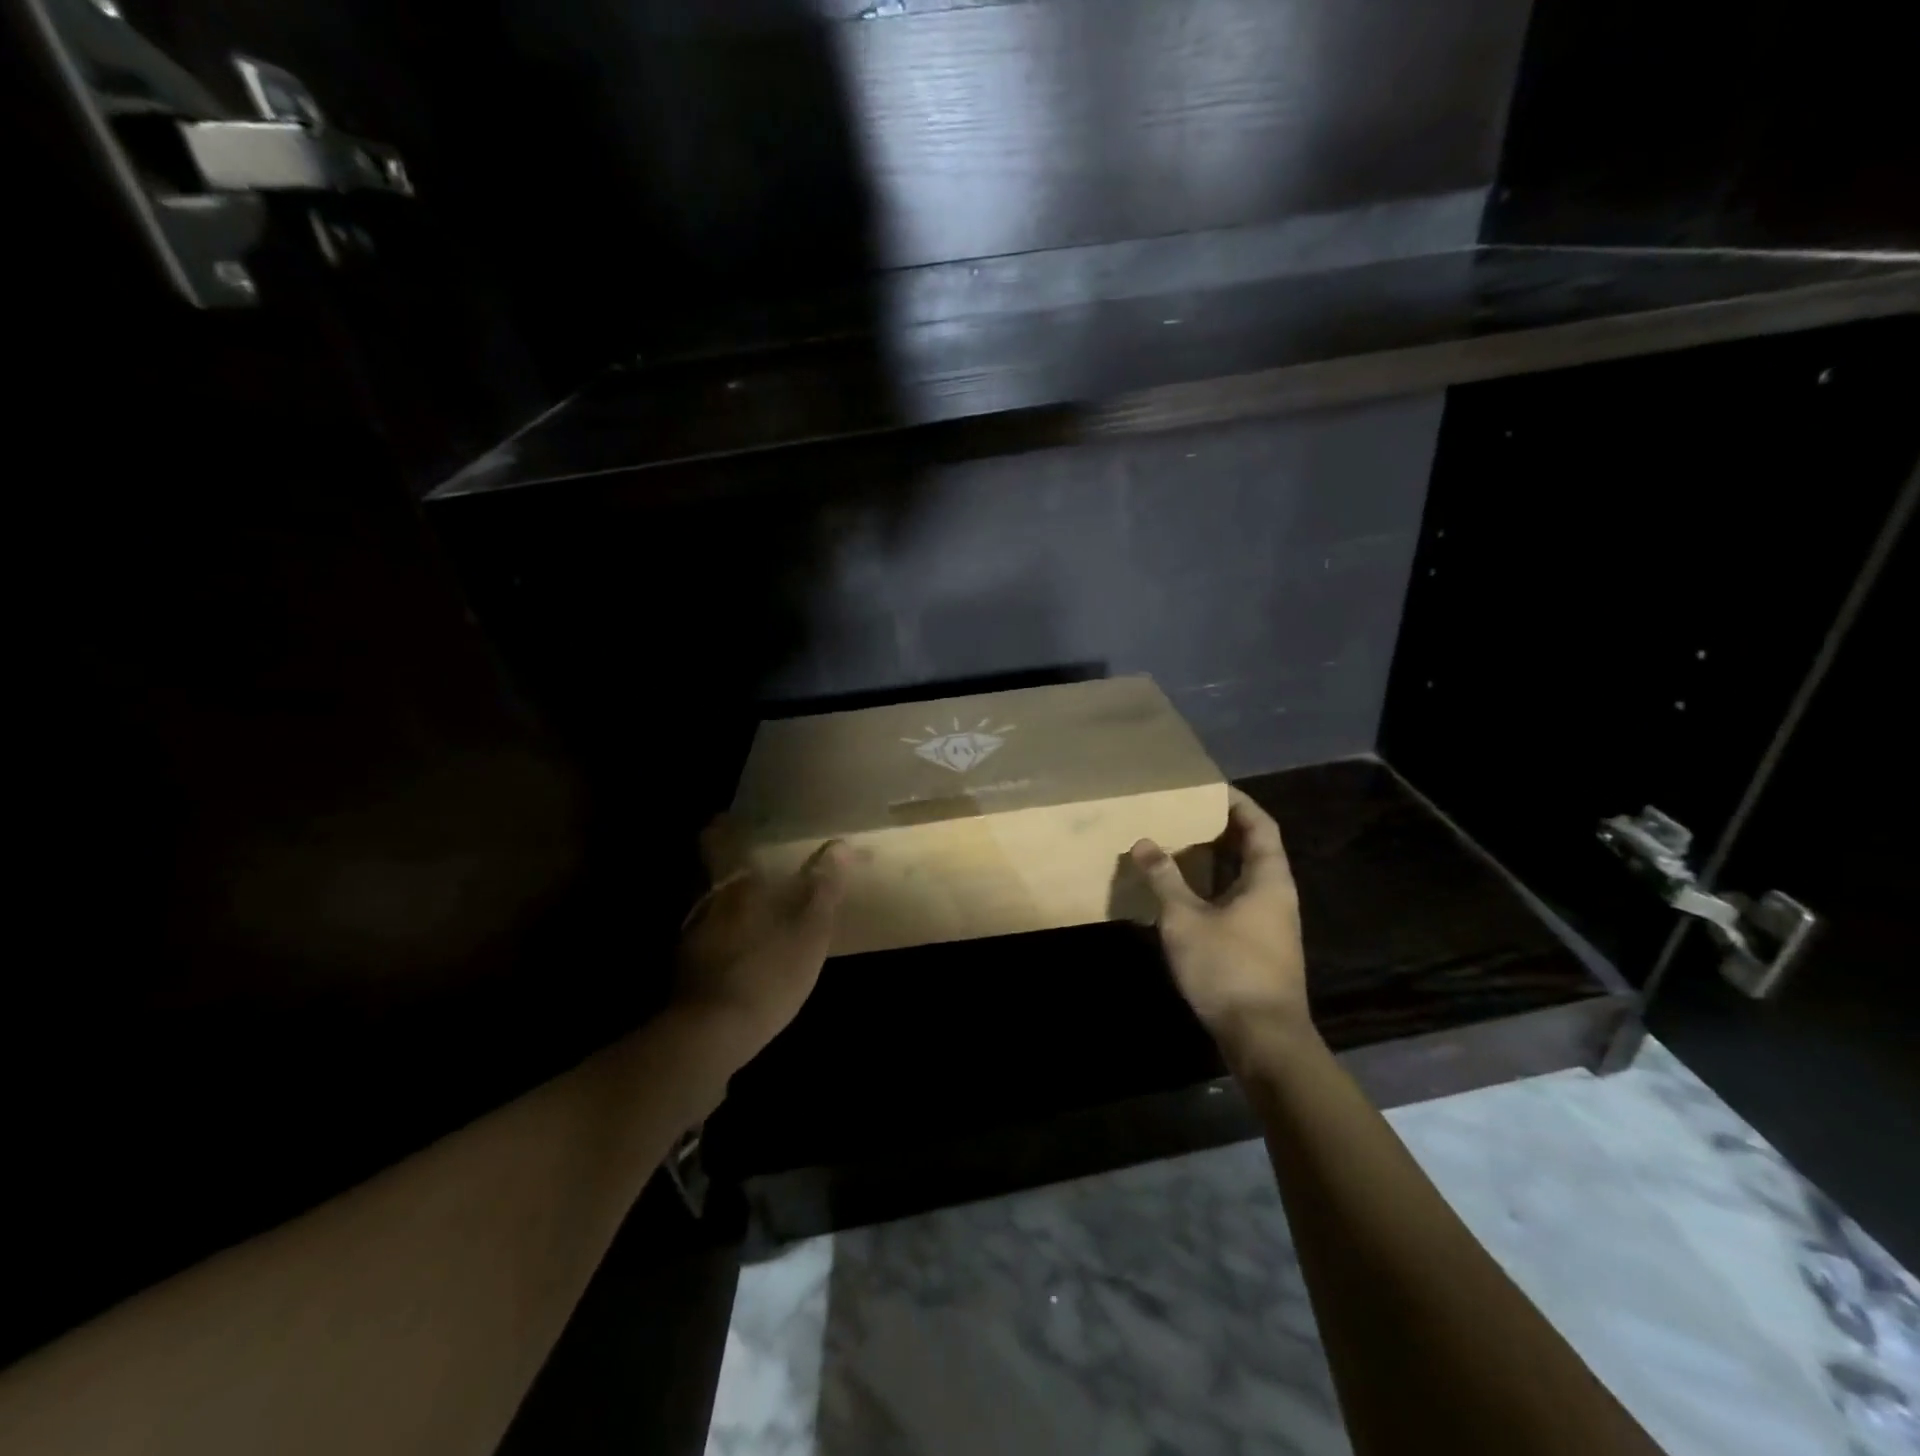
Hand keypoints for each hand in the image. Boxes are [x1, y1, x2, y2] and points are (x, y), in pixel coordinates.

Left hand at [673, 831, 847, 1068]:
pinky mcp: (686, 972)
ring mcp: (691, 939)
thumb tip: (840, 845)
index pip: (717, 841)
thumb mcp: (810, 932)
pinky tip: (740, 956)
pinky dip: (722, 940)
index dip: (723, 828)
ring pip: (709, 908)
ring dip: (727, 907)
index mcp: (735, 886)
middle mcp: (707, 904)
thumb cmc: (768, 972)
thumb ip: (824, 889)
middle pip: (711, 874)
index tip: (732, 820)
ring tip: (753, 914)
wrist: (710, 1036)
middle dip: (730, 869)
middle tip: (756, 869)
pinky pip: (707, 941)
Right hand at [1130, 788, 1311, 1054]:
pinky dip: (1214, 888)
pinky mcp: (1260, 947)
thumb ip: (1164, 878)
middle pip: (1254, 849)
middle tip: (1183, 814)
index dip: (1238, 803)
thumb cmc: (1227, 968)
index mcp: (1268, 879)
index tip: (1209, 788)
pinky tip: (1184, 894)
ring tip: (1178, 846)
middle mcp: (1276, 895)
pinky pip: (1238, 901)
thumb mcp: (1185, 919)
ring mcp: (1270, 923)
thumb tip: (1143, 842)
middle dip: (1221, 829)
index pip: (1260, 826)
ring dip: (1215, 861)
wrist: (1263, 1038)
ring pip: (1244, 878)